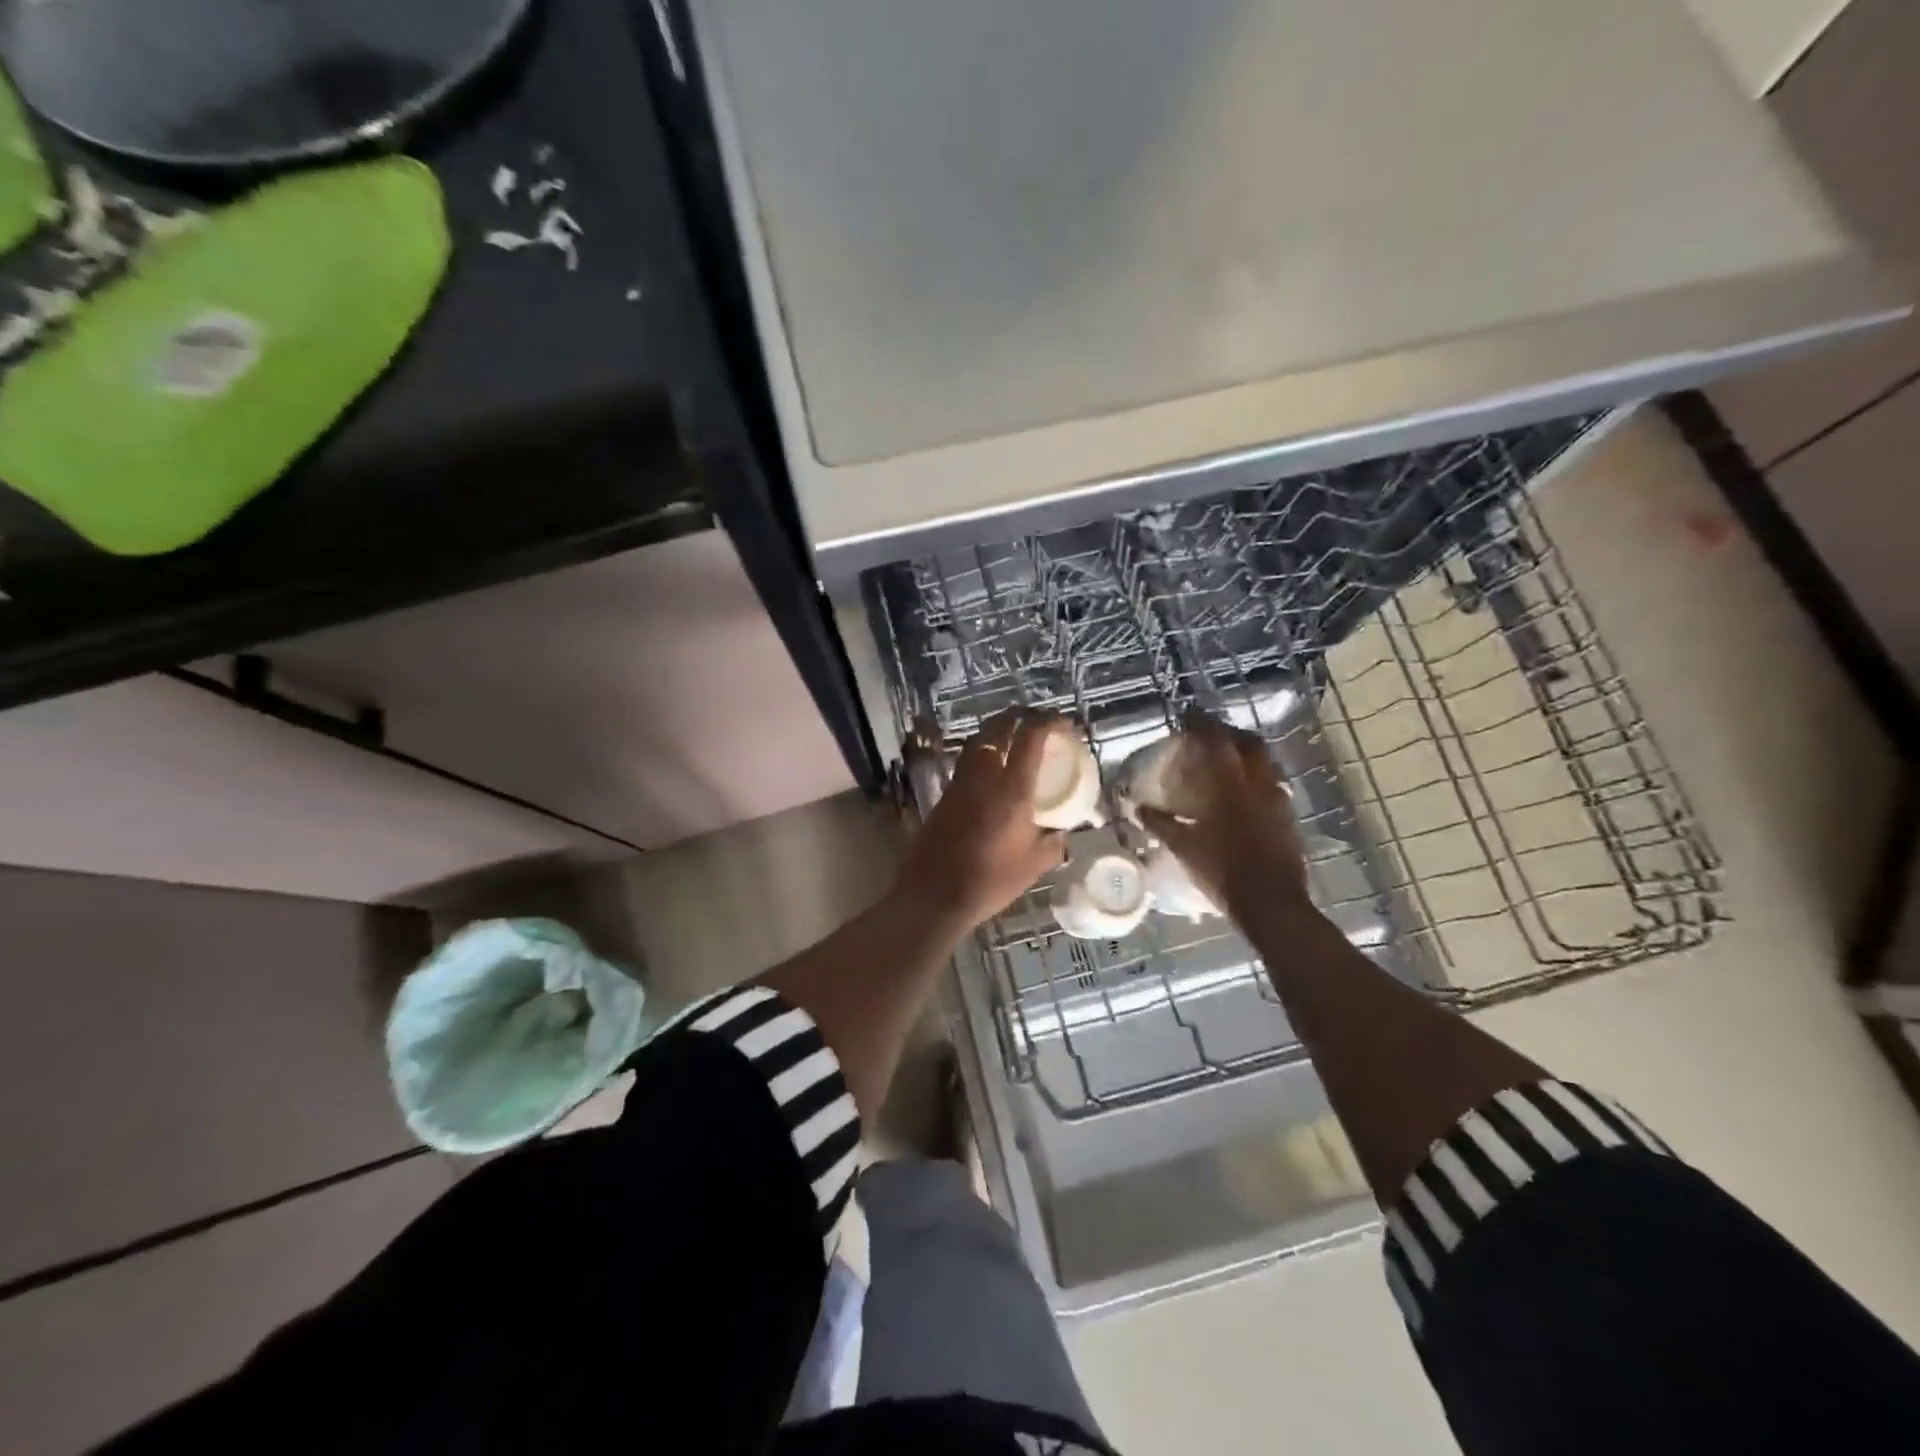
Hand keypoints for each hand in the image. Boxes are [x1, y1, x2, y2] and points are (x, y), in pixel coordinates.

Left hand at [897, 709, 1069, 929]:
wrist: (934, 895)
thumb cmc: (990, 882)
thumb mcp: (1033, 866)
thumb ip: (1053, 845)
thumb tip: (1062, 834)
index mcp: (1012, 790)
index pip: (1030, 738)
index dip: (1048, 721)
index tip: (1062, 722)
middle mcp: (984, 777)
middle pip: (998, 728)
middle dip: (1020, 716)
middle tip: (1037, 722)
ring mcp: (960, 784)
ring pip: (978, 742)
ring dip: (998, 732)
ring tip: (1015, 738)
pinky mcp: (944, 796)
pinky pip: (967, 762)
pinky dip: (983, 754)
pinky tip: (993, 770)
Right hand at [1139, 711, 1309, 916]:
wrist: (1271, 904)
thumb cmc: (1222, 872)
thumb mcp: (1184, 848)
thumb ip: (1161, 824)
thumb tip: (1138, 808)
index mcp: (1231, 786)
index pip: (1217, 741)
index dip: (1201, 725)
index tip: (1187, 718)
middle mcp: (1259, 784)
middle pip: (1249, 743)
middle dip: (1229, 734)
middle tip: (1210, 736)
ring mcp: (1278, 800)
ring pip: (1265, 763)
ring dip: (1246, 755)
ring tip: (1227, 762)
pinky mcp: (1289, 817)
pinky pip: (1272, 785)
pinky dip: (1256, 779)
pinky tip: (1244, 794)